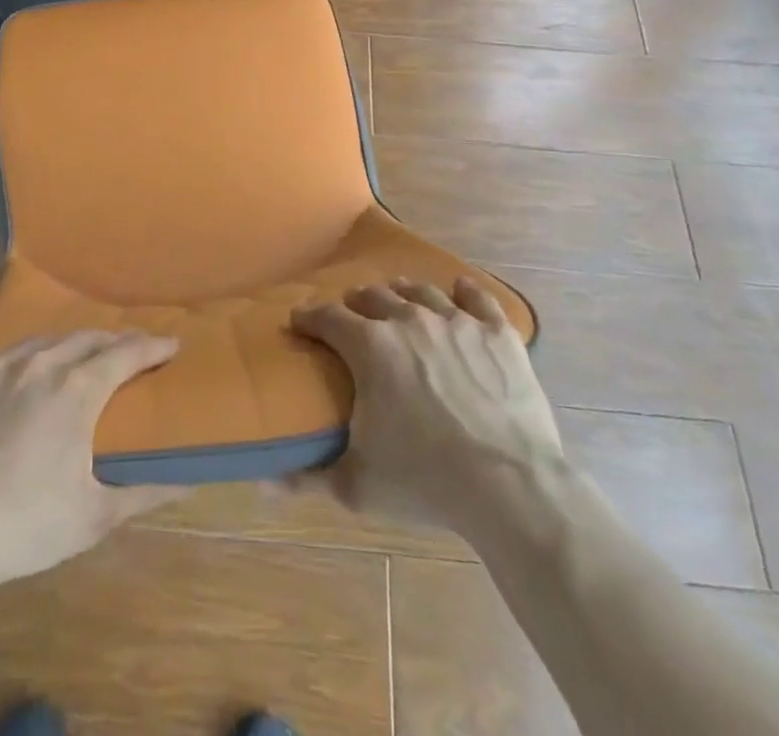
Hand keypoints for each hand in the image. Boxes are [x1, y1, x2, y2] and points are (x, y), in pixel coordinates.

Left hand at [0, 331, 182, 588]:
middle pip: (86, 338)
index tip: (172, 344)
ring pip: (41, 341)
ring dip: (67, 345)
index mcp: (76, 389)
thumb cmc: (24, 526)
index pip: (126, 353)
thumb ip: (144, 493)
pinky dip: (20, 362)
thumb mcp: (93, 517)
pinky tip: (16, 378)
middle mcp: (39, 365)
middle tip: (129, 351)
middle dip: (113, 340)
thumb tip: (189, 482)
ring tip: (77, 356)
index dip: (153, 346)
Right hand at [290, 277, 563, 535]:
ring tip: (398, 298)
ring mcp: (456, 321)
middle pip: (374, 296)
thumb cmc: (426, 481)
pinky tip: (461, 290)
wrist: (511, 487)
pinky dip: (466, 292)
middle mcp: (409, 320)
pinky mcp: (497, 333)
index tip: (299, 322)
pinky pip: (478, 298)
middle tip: (352, 317)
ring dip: (402, 293)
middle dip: (356, 304)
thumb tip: (268, 481)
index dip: (308, 317)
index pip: (327, 318)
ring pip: (420, 291)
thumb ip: (310, 477)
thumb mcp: (357, 485)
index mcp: (370, 347)